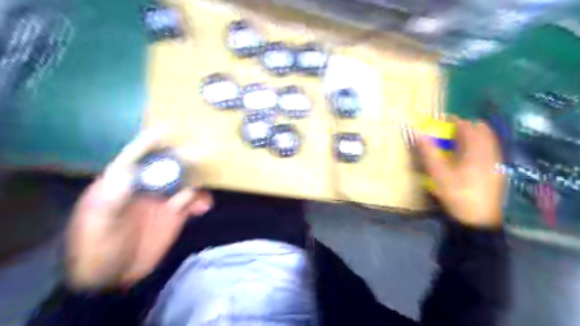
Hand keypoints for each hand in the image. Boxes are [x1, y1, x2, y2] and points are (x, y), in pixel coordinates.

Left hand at [65, 130, 213, 289]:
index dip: (151, 141)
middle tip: (204, 153)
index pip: (137, 155)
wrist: (111, 277)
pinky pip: (193, 202)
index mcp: (123, 181)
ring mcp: (163, 199)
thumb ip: (112, 198)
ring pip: (185, 182)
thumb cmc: (97, 247)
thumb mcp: (98, 224)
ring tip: (205, 186)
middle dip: (185, 158)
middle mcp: (147, 185)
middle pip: (168, 166)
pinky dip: (201, 202)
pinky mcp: (176, 214)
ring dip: (198, 181)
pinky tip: (204, 208)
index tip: (168, 128)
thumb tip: (129, 171)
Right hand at [418, 118, 508, 227]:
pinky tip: (467, 157)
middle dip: (465, 127)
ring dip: (472, 136)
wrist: (478, 220)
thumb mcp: (438, 174)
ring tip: (456, 143)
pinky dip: (478, 146)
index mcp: (476, 151)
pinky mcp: (496, 170)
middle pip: (481, 130)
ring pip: (487, 139)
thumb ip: (429, 152)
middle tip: (449, 132)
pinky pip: (490, 150)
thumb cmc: (457, 194)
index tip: (441, 121)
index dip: (453, 121)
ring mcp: (495, 162)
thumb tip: (418, 134)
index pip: (467, 126)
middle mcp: (490, 152)